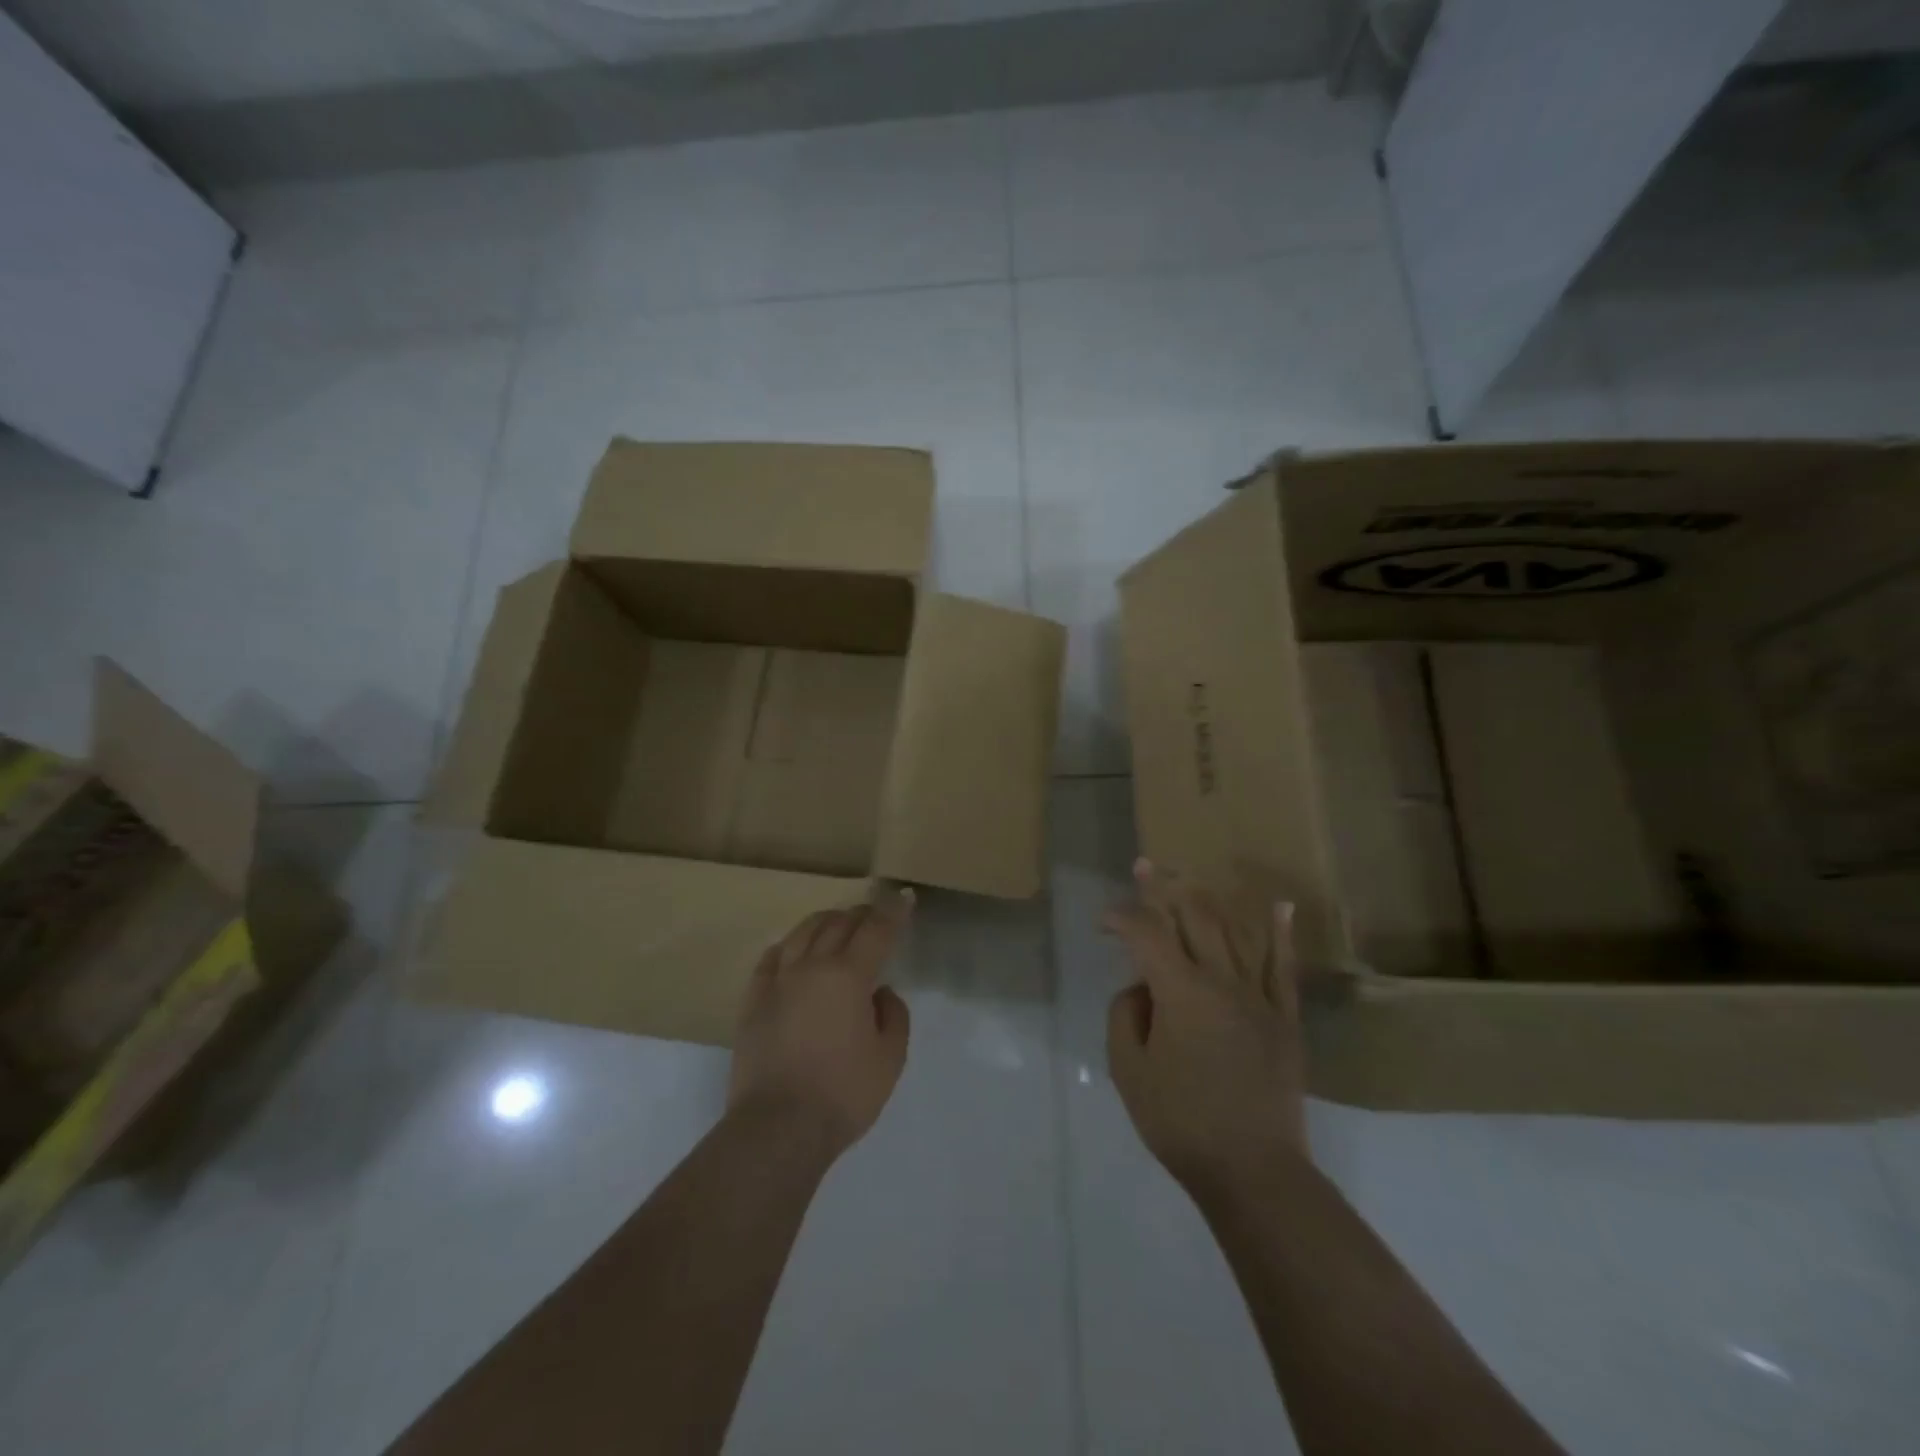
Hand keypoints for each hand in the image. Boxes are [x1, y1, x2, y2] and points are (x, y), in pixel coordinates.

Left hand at [730, 889, 913, 1157]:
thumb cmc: (843, 1094)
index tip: (903, 896)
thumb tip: (879, 992)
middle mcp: (812, 967)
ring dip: (825, 922)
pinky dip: (787, 946)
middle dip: (860, 914)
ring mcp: (777, 981)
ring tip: (837, 924)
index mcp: (849, 976)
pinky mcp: (752, 1001)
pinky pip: (770, 959)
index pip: (876, 930)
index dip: (893, 910)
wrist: (777, 1128)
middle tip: (874, 915)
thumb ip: (893, 1016)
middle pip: (838, 924)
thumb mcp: (890, 1059)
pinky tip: (791, 949)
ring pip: (802, 933)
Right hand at [1103, 859, 1307, 1193]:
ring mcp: (1259, 997)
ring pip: (1235, 930)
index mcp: (1181, 993)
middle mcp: (1222, 981)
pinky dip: (1280, 933)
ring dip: (1210, 898)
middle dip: (1164, 887)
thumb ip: (1125, 1016)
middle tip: (1145, 866)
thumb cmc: (1181, 1123)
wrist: (1253, 1171)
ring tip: (1190, 877)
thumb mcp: (1129, 1071)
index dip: (1121, 918)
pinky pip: (1283, 966)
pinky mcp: (1286, 1017)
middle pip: (1193, 917)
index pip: (1146, 935)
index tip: (1103, 923)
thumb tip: (1141, 990)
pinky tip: (1279, 906)